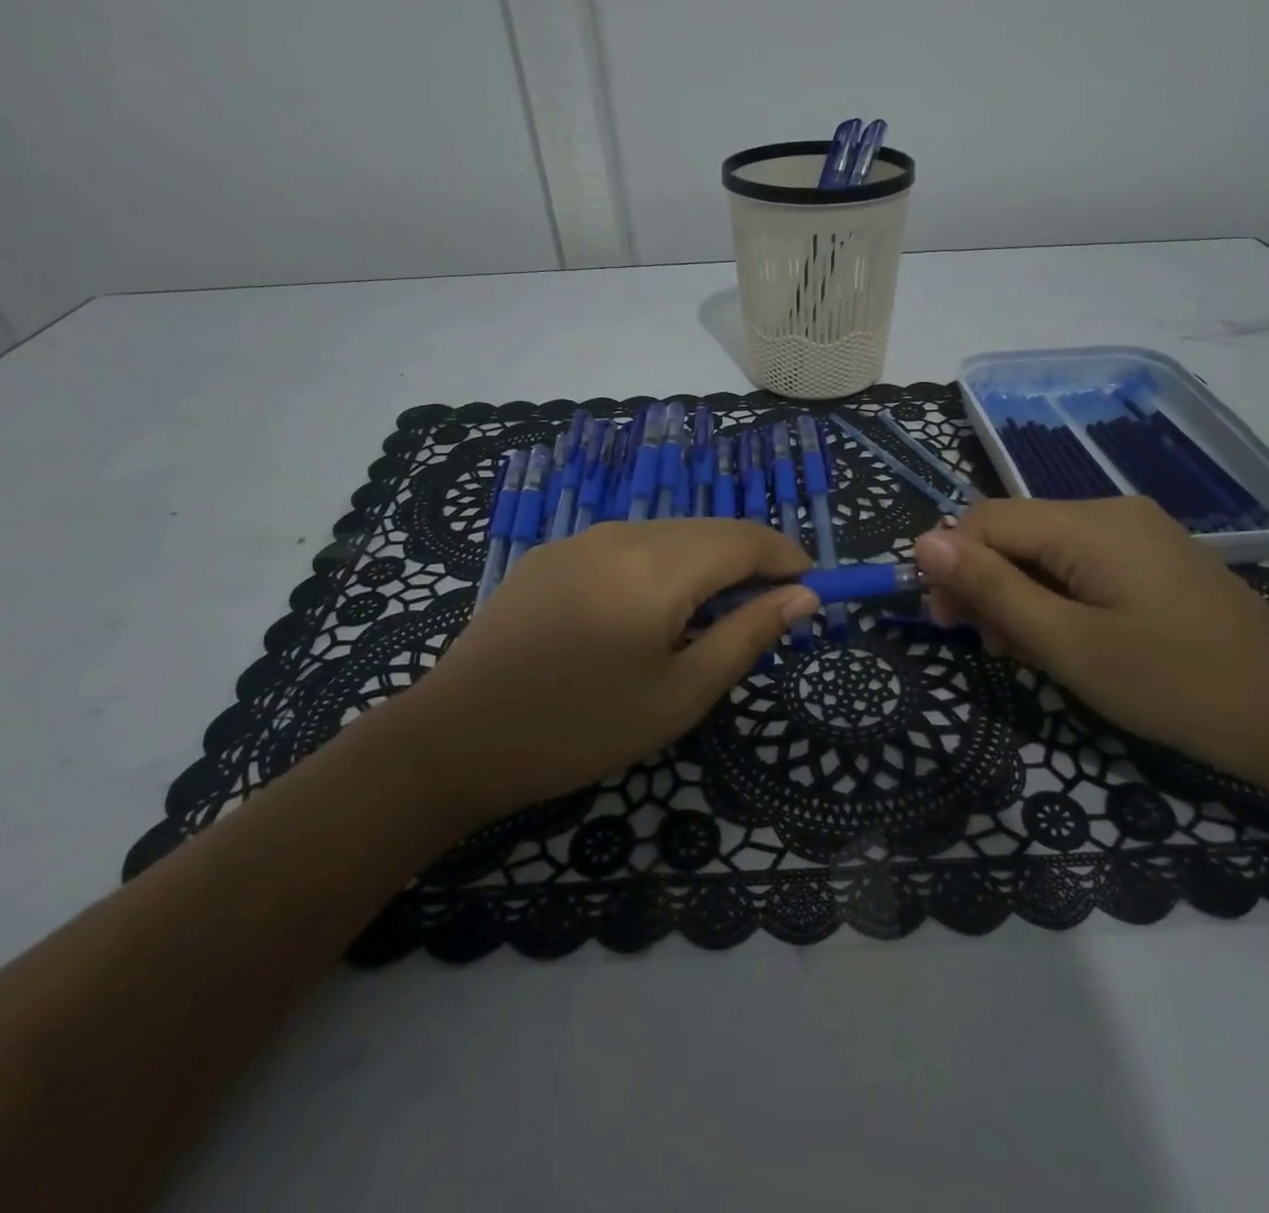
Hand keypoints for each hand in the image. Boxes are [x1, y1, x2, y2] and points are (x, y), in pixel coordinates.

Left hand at [403, 520, 818, 827]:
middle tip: (768, 610)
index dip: (787, 556)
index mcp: (658, 566)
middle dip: (750, 561)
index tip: (812, 588)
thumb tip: (804, 596)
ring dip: (705, 564)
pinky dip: (661, 566)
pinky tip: (649, 612)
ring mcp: (580, 540)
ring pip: (668, 536)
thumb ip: (747, 635)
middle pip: (708, 531)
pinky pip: (627, 547)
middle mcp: (622, 534)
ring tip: (710, 618)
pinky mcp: (551, 555)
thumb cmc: (580, 727)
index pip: (746, 538)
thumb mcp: (680, 695)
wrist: (456, 738)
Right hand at [913, 497, 1268, 784]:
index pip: (984, 519)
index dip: (952, 564)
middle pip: (1014, 532)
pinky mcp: (1152, 559)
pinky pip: (1079, 564)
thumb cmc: (1174, 684)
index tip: (946, 622)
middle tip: (987, 646)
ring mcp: (1136, 533)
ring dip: (1019, 596)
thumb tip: (923, 543)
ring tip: (1025, 652)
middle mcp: (1110, 511)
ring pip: (1044, 551)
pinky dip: (1055, 597)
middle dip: (986, 583)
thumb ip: (991, 588)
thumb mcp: (1067, 643)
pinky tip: (1063, 640)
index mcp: (1088, 523)